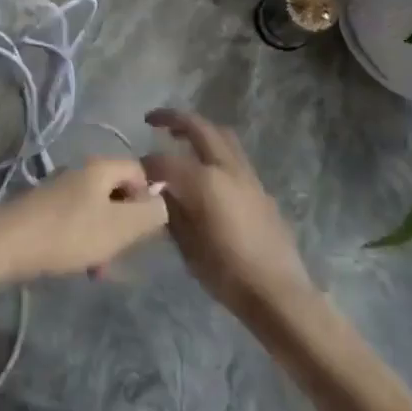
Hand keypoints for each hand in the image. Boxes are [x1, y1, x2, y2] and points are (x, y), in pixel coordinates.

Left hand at [0, 158, 167, 284]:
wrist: (5, 244)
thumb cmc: (68, 233)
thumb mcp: (119, 227)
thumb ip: (150, 214)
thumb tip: (163, 203)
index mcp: (100, 167)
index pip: (140, 172)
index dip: (149, 198)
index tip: (145, 229)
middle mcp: (80, 171)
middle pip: (118, 192)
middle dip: (126, 225)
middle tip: (123, 253)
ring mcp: (59, 188)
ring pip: (98, 210)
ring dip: (105, 238)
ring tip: (99, 269)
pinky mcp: (43, 208)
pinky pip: (76, 221)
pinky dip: (84, 241)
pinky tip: (79, 265)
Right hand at [142, 108, 315, 321]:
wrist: (276, 291)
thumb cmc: (226, 272)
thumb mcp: (186, 244)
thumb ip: (171, 210)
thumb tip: (159, 191)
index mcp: (204, 181)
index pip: (164, 161)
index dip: (146, 165)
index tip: (135, 173)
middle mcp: (226, 168)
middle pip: (199, 127)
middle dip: (173, 119)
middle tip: (153, 120)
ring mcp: (247, 175)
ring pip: (221, 135)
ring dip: (198, 130)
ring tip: (180, 137)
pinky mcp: (259, 187)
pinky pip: (233, 155)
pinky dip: (214, 149)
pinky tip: (205, 170)